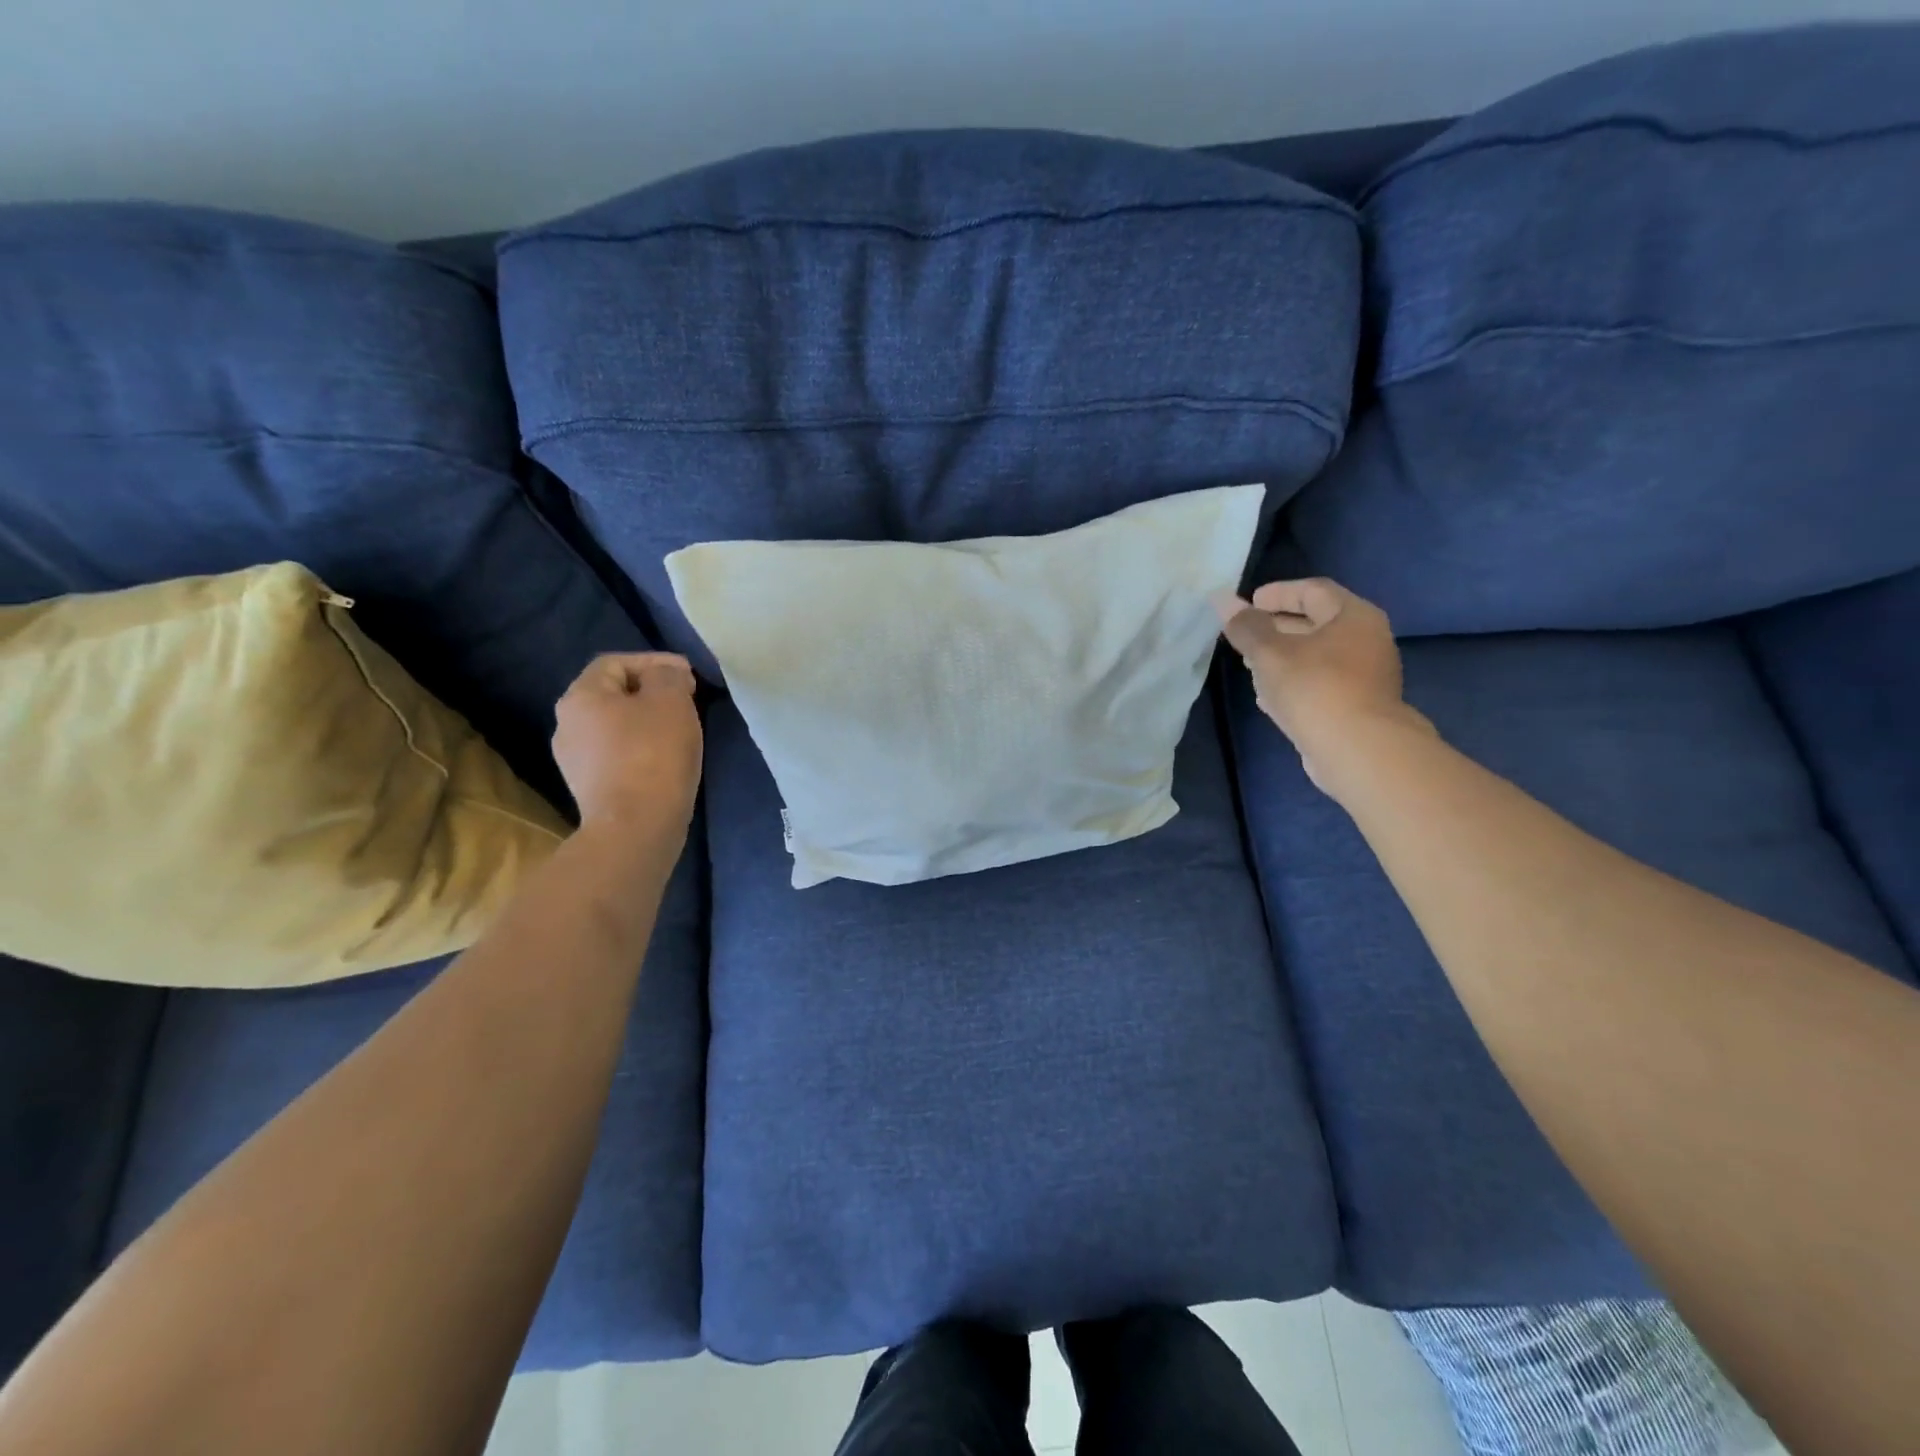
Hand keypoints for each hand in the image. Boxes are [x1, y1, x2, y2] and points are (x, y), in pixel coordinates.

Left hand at [552, 653, 702, 830]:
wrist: (635, 827)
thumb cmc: (653, 754)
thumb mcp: (671, 701)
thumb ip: (668, 676)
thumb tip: (666, 674)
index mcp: (580, 697)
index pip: (615, 663)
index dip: (654, 661)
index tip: (689, 675)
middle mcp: (566, 724)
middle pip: (612, 695)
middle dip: (650, 692)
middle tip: (686, 701)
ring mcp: (573, 760)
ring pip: (615, 726)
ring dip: (646, 722)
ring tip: (679, 731)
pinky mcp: (589, 788)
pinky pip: (617, 755)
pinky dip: (641, 749)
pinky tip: (664, 760)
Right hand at [1215, 578, 1430, 790]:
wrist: (1358, 750)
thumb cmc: (1314, 689)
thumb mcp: (1270, 653)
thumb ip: (1246, 626)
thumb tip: (1222, 599)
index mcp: (1354, 617)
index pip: (1313, 591)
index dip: (1278, 593)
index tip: (1249, 603)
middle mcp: (1367, 640)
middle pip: (1316, 623)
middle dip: (1277, 627)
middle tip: (1245, 635)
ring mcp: (1365, 676)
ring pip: (1317, 656)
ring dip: (1283, 658)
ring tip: (1250, 665)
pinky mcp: (1357, 706)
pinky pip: (1320, 683)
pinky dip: (1294, 682)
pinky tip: (1269, 697)